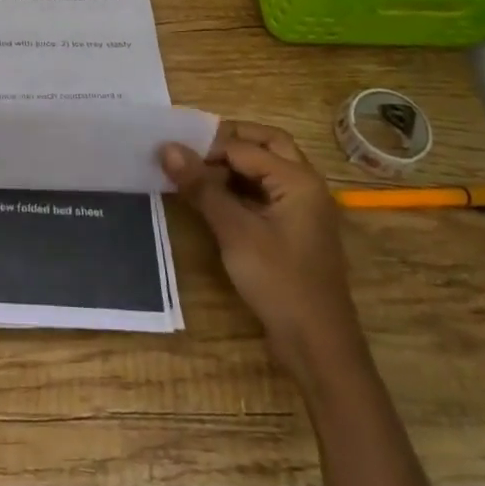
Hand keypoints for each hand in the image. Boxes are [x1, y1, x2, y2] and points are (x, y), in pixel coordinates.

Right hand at [160, 121, 363, 380]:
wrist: (318, 345)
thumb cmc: (279, 281)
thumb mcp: (235, 231)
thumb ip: (202, 187)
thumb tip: (166, 147)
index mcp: (298, 179)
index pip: (244, 146)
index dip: (206, 147)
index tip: (169, 152)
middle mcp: (305, 185)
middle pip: (266, 144)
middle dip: (228, 140)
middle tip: (190, 148)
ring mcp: (302, 207)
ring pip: (267, 167)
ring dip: (233, 163)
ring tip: (194, 171)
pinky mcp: (294, 228)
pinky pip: (266, 191)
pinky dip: (240, 186)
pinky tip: (212, 198)